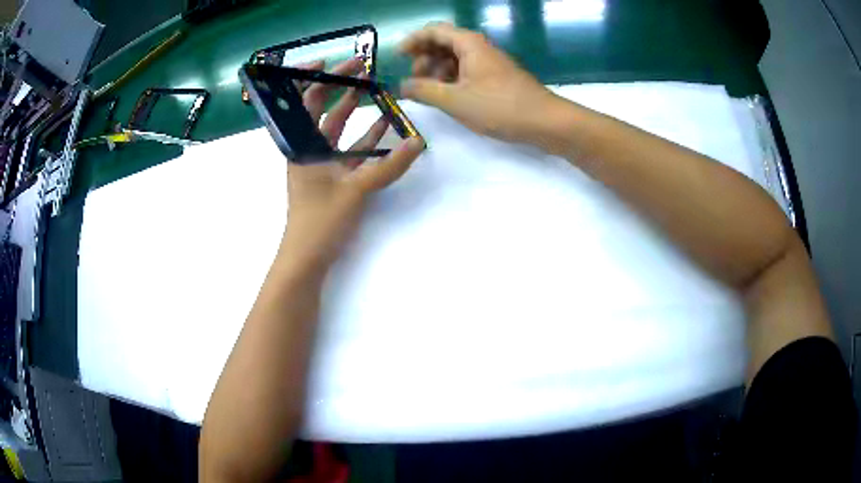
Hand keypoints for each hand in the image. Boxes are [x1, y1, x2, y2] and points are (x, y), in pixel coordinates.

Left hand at [280, 58, 425, 266]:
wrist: (307, 259)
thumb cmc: (320, 221)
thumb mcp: (355, 190)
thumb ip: (388, 166)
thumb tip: (418, 142)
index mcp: (302, 145)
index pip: (304, 100)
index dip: (314, 78)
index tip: (334, 62)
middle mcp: (309, 148)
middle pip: (324, 109)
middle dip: (343, 89)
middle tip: (366, 70)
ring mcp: (321, 163)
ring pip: (339, 129)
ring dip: (358, 111)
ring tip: (379, 92)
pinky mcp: (334, 178)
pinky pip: (351, 151)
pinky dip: (367, 140)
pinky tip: (386, 128)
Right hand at [399, 22, 557, 142]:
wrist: (545, 121)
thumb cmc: (499, 106)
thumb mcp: (454, 100)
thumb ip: (424, 91)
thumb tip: (402, 86)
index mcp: (468, 44)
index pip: (433, 31)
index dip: (412, 41)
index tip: (397, 58)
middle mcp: (478, 47)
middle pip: (443, 43)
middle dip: (424, 58)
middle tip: (415, 81)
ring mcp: (489, 62)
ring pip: (455, 58)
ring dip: (437, 71)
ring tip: (430, 92)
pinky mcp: (496, 78)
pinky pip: (467, 71)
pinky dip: (452, 80)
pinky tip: (449, 97)